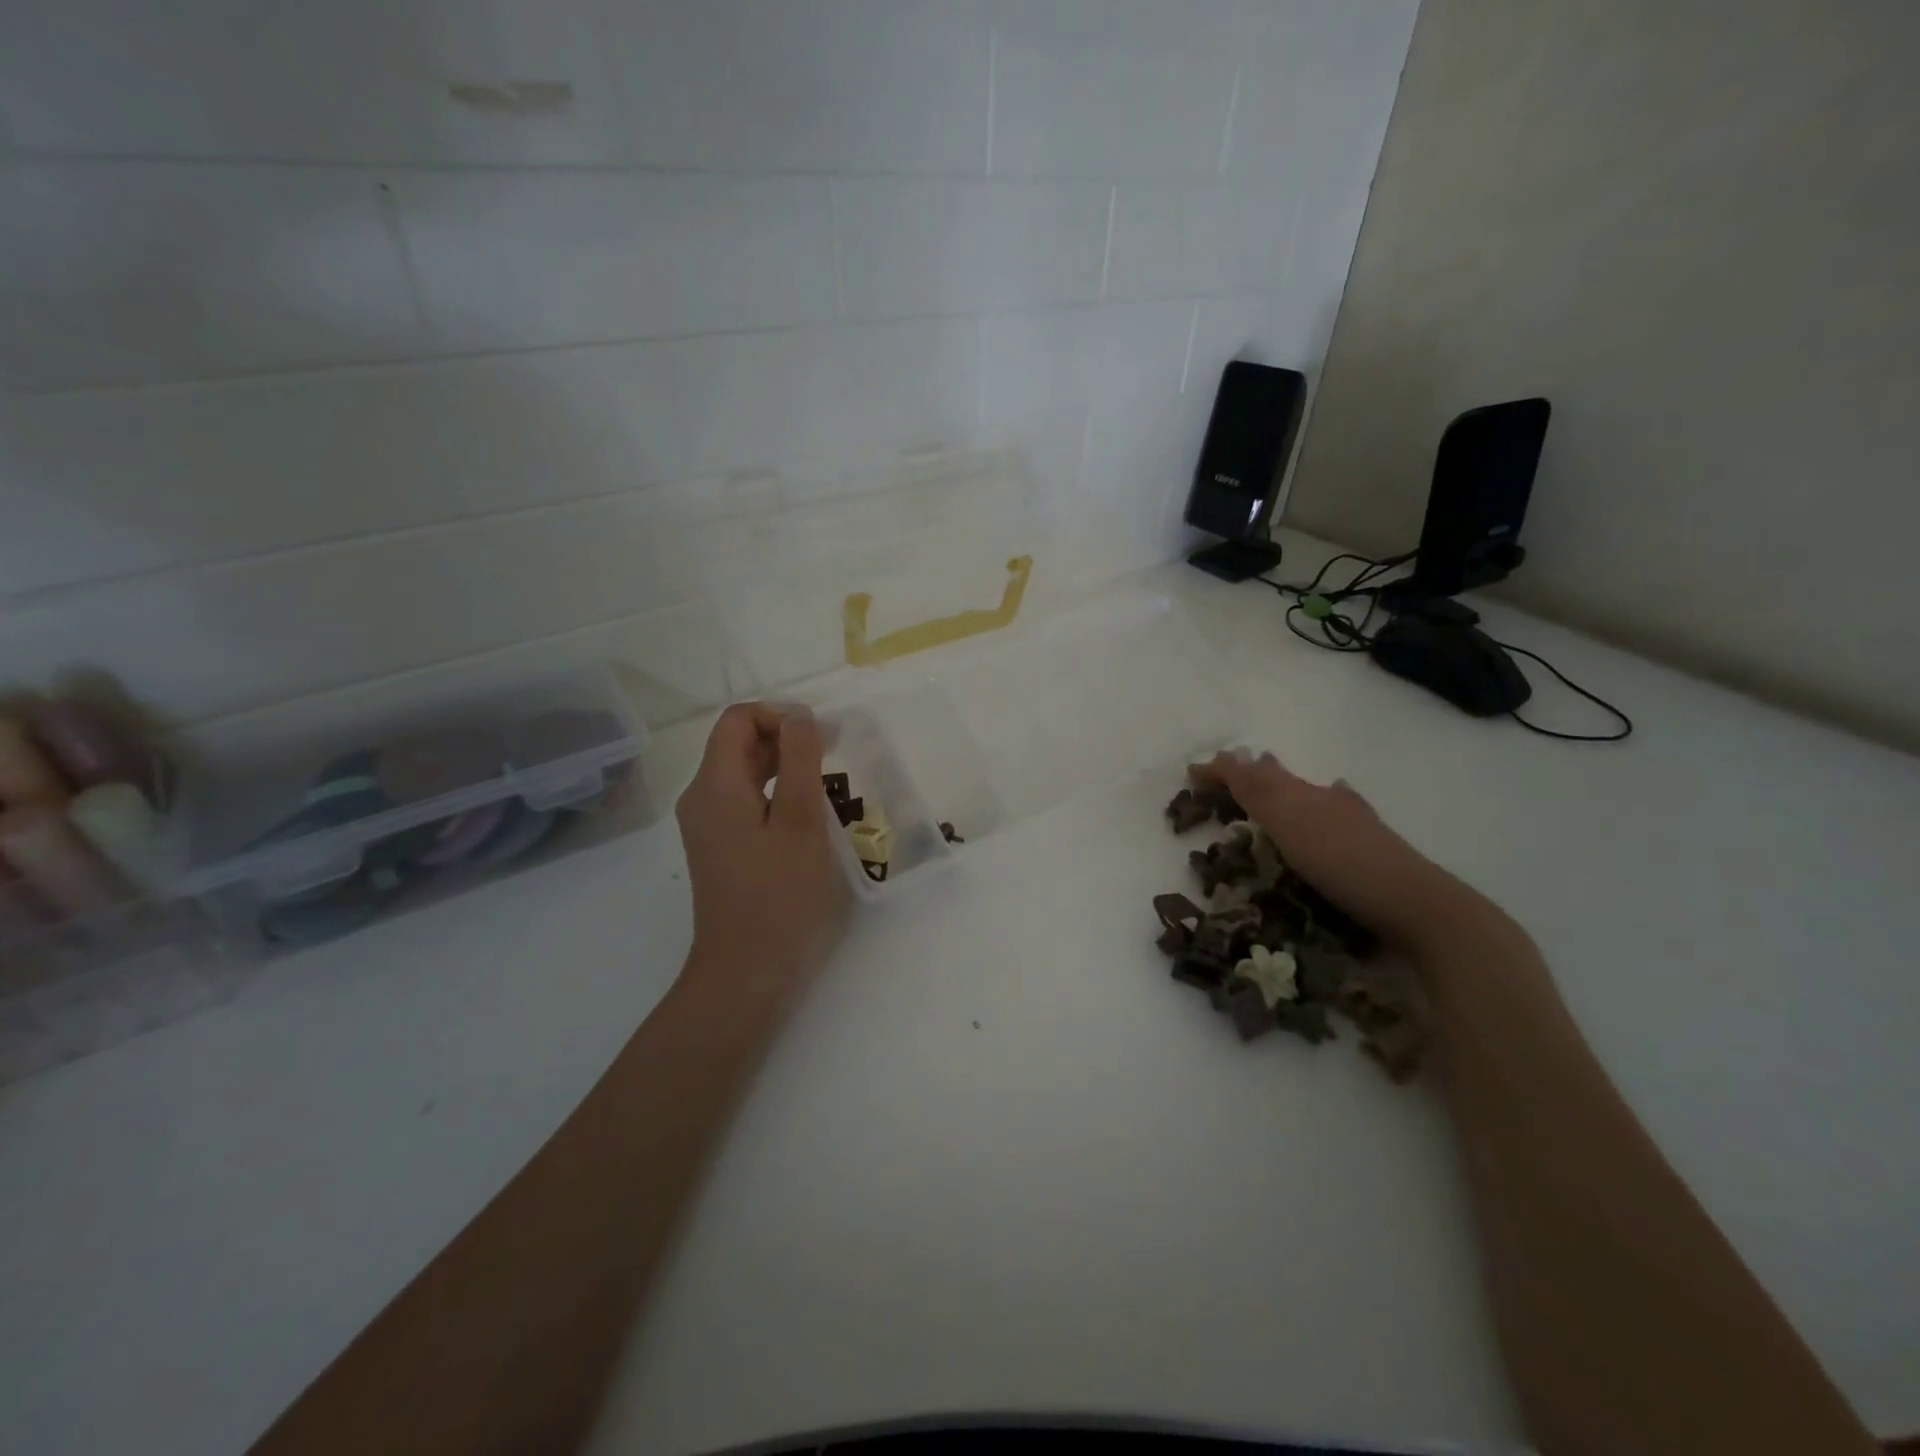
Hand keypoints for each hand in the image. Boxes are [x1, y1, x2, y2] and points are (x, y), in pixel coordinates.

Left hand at [676, 703, 847, 993]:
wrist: (747, 972)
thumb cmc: (780, 895)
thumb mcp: (801, 821)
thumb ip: (801, 759)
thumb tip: (799, 714)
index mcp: (714, 785)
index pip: (738, 719)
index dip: (779, 716)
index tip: (821, 738)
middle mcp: (702, 798)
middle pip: (738, 743)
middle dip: (785, 738)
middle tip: (833, 756)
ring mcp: (708, 825)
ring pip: (744, 773)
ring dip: (785, 766)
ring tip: (827, 783)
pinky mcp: (720, 847)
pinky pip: (746, 801)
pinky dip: (776, 793)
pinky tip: (807, 815)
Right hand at [1189, 750, 1480, 948]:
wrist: (1417, 904)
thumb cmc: (1343, 865)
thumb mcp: (1291, 825)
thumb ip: (1259, 793)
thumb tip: (1230, 754)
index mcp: (1302, 794)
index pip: (1253, 775)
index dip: (1223, 772)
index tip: (1192, 774)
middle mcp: (1326, 800)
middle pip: (1282, 779)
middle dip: (1253, 772)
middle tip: (1230, 768)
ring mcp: (1352, 822)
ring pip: (1310, 793)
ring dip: (1284, 786)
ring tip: (1270, 777)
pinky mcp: (1370, 845)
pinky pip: (1341, 811)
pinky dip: (1328, 801)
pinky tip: (1337, 797)